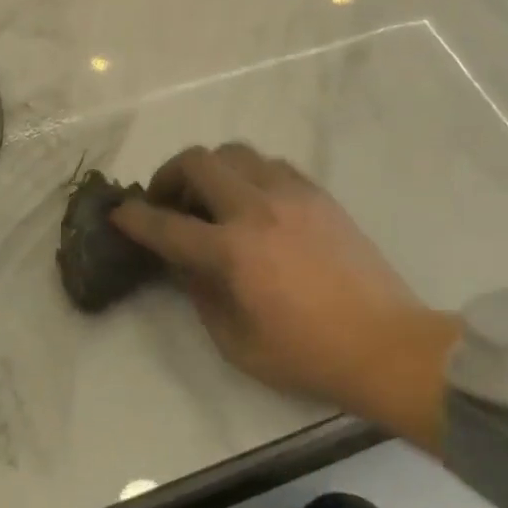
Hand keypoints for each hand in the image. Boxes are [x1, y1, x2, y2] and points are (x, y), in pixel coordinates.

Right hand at [113, 144, 457, 431]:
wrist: (386, 344)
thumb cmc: (306, 354)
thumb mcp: (236, 341)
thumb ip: (200, 293)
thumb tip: (183, 261)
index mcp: (233, 251)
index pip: (167, 225)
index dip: (135, 218)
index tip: (120, 213)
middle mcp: (257, 209)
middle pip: (198, 161)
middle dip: (169, 175)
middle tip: (168, 201)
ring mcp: (292, 194)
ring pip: (236, 152)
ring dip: (212, 170)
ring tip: (211, 198)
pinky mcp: (318, 194)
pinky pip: (271, 164)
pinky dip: (249, 174)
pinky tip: (253, 203)